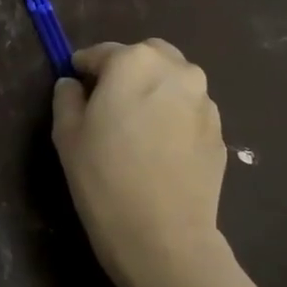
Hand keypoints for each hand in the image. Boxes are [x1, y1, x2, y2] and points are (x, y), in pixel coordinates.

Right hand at [51, 39, 226, 286]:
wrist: (162, 234)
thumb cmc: (103, 177)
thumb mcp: (66, 134)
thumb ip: (67, 98)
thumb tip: (73, 84)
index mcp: (134, 63)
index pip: (102, 52)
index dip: (84, 68)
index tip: (75, 85)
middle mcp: (176, 71)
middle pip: (147, 56)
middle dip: (127, 70)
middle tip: (107, 103)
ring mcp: (205, 101)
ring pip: (174, 81)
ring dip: (154, 91)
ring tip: (135, 127)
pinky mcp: (220, 131)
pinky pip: (189, 111)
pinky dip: (172, 117)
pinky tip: (157, 150)